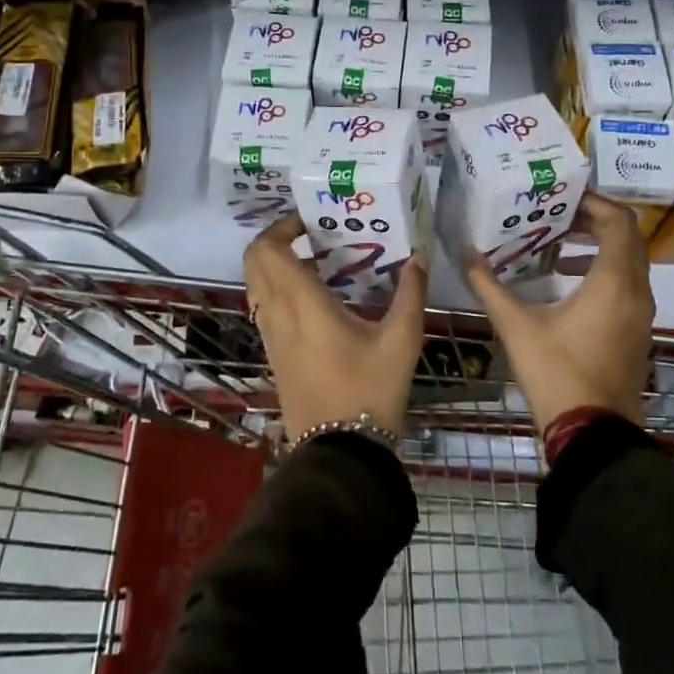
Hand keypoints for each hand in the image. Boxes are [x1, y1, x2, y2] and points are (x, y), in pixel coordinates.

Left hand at [242, 213, 427, 439]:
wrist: (341, 452)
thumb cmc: (370, 390)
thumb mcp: (402, 339)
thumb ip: (411, 292)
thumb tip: (419, 256)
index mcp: (301, 303)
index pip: (268, 249)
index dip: (281, 226)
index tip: (311, 221)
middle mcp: (276, 314)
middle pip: (254, 262)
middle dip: (276, 241)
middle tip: (312, 236)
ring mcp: (269, 336)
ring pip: (256, 285)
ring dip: (276, 266)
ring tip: (317, 263)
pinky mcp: (273, 354)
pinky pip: (264, 308)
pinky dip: (278, 290)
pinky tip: (315, 299)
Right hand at [464, 192, 654, 433]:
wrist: (592, 433)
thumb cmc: (556, 373)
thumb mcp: (516, 326)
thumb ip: (489, 286)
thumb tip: (466, 254)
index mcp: (613, 282)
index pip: (618, 222)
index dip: (593, 202)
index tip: (561, 196)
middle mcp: (636, 291)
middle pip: (628, 237)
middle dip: (595, 220)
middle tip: (557, 214)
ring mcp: (641, 314)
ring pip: (630, 262)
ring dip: (600, 245)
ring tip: (558, 243)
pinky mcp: (637, 331)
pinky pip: (628, 284)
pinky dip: (605, 270)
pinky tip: (567, 282)